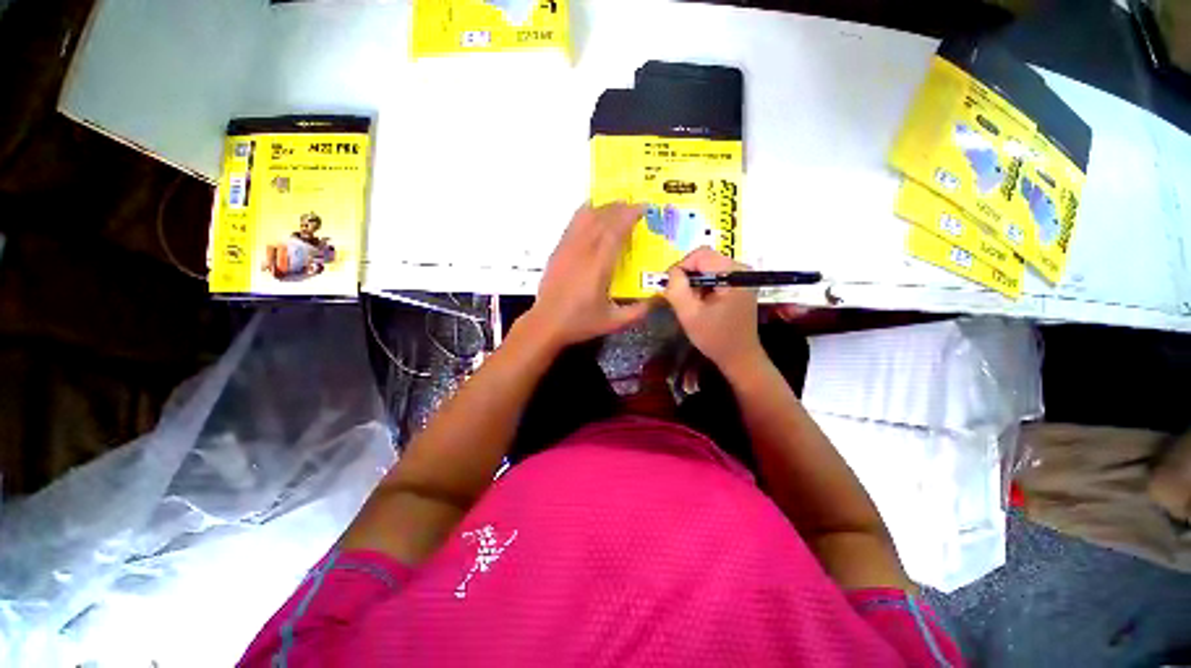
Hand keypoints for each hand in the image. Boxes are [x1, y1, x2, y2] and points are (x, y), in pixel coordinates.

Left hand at [523, 203, 651, 348]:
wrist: (546, 323)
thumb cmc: (580, 322)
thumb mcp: (613, 322)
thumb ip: (638, 311)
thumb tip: (657, 298)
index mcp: (598, 266)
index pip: (615, 231)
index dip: (629, 215)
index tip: (643, 207)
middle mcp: (582, 251)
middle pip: (601, 219)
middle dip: (619, 208)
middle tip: (634, 205)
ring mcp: (566, 248)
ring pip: (585, 217)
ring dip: (602, 207)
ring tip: (615, 206)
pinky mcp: (557, 251)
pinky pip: (573, 224)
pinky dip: (585, 214)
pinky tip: (592, 214)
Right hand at [664, 247, 765, 375]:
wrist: (740, 358)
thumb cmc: (715, 338)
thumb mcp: (689, 315)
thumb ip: (677, 289)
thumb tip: (671, 272)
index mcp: (732, 273)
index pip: (700, 254)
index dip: (681, 267)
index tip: (671, 287)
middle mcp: (741, 269)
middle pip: (705, 259)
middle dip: (687, 276)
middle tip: (678, 296)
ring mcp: (742, 276)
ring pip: (707, 267)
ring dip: (694, 282)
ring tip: (690, 303)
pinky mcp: (739, 285)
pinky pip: (714, 276)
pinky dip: (702, 286)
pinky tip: (700, 303)